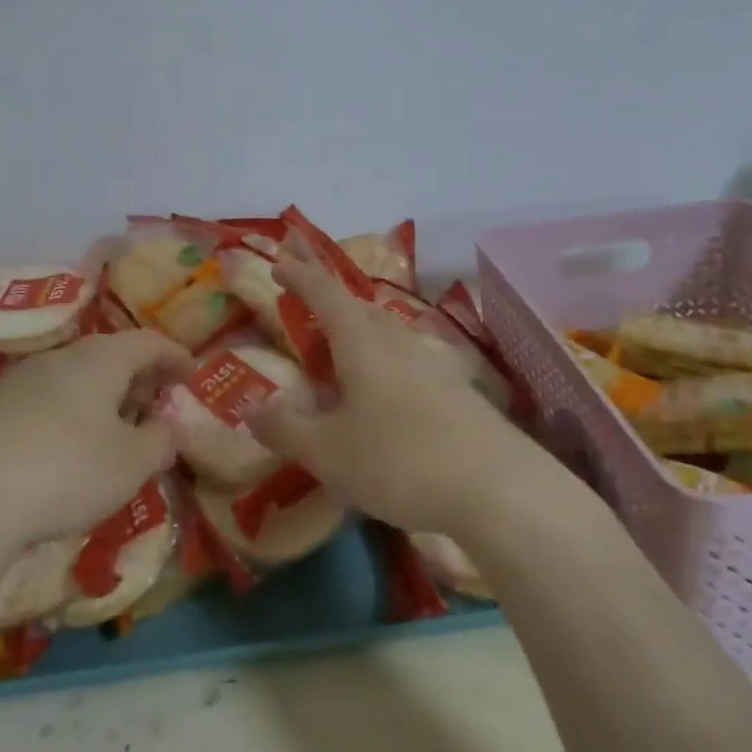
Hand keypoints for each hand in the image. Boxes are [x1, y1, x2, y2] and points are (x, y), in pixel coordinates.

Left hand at [0, 330, 192, 553]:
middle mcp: (60, 357)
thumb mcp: (131, 464)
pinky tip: (67, 447)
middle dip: (138, 375)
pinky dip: (70, 412)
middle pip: (109, 354)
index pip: (148, 342)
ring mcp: (19, 380)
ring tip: (115, 427)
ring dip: (102, 395)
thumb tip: (166, 426)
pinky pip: (46, 399)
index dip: (175, 355)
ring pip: (74, 376)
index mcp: (100, 359)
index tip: (192, 374)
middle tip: (156, 402)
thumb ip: (160, 441)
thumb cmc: (66, 471)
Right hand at [246, 259, 567, 536]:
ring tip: (343, 356)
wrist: (499, 488)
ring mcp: (434, 364)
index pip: (324, 293)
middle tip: (308, 314)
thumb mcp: (327, 453)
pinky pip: (410, 362)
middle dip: (331, 303)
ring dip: (361, 333)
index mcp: (361, 343)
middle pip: (360, 308)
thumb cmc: (399, 461)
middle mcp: (398, 342)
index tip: (280, 263)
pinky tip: (387, 395)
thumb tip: (251, 408)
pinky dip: (386, 364)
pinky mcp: (458, 391)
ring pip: (388, 334)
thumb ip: (285, 428)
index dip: (300, 276)